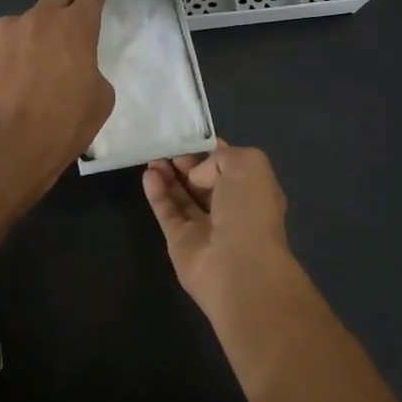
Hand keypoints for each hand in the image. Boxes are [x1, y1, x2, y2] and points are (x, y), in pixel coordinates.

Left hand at [0, 0, 114, 190]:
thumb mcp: (100, 99)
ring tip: (23, 70)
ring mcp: (1, 28)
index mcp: (75, 28)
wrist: (7, 147)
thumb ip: (91, 68)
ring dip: (27, 37)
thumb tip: (76, 64)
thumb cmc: (63, 126)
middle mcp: (38, 18)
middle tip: (70, 11)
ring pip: (20, 24)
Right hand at [142, 141, 308, 319]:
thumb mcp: (248, 164)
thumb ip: (220, 157)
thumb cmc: (249, 210)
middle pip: (204, 182)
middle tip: (169, 146)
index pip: (231, 167)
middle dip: (187, 163)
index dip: (212, 151)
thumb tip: (197, 175)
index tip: (193, 136)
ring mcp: (205, 228)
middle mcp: (231, 210)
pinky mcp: (180, 242)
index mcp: (253, 191)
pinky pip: (167, 212)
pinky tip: (148, 175)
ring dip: (169, 175)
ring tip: (153, 156)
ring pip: (183, 196)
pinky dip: (157, 193)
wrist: (238, 265)